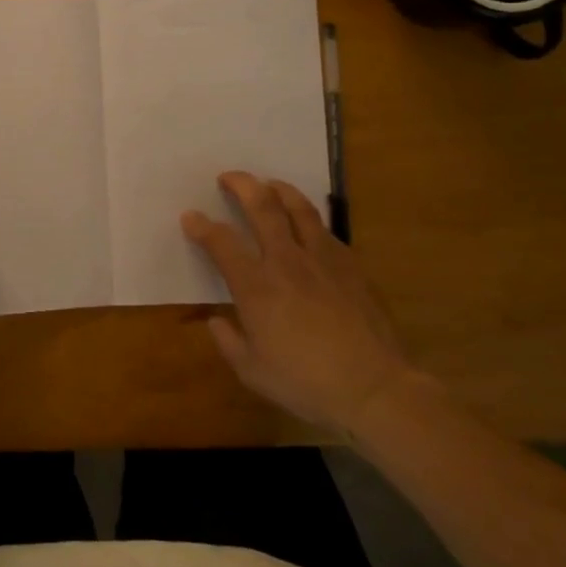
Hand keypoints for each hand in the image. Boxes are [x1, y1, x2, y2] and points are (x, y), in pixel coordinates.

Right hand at [184, 172, 414, 435]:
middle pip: (261, 206)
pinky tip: (307, 225)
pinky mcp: (351, 266)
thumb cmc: (306, 384)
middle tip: (228, 177)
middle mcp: (286, 261)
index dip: (201, 225)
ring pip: (298, 207)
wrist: (375, 389)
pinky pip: (326, 230)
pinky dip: (309, 219)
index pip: (221, 242)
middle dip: (241, 184)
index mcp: (256, 286)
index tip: (190, 217)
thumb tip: (215, 321)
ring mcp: (322, 259)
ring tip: (268, 185)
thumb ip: (228, 342)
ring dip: (278, 189)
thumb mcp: (253, 372)